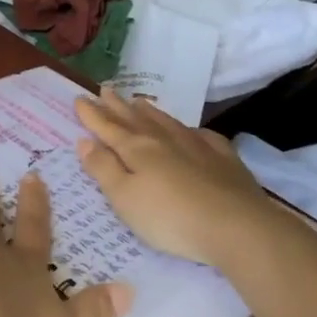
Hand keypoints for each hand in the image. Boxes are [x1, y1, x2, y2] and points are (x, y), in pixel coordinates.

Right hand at [75, 88, 277, 266]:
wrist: (237, 226)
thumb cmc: (170, 218)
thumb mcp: (125, 199)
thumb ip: (103, 169)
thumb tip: (84, 141)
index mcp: (136, 149)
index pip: (108, 127)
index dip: (91, 114)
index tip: (79, 98)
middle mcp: (164, 140)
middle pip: (135, 119)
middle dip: (117, 106)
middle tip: (105, 89)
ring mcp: (197, 146)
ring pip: (167, 122)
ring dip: (149, 111)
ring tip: (138, 101)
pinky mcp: (224, 159)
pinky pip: (202, 136)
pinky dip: (190, 130)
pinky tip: (191, 131)